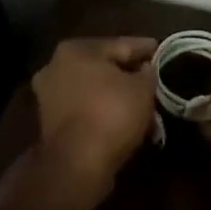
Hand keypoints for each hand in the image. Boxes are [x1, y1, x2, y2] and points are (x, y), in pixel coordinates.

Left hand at [32, 36, 159, 194]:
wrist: (76, 164)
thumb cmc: (111, 113)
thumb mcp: (142, 88)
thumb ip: (148, 72)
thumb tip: (146, 69)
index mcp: (77, 49)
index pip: (120, 44)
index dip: (145, 49)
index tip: (161, 51)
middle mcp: (56, 66)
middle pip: (103, 67)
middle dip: (128, 75)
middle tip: (152, 81)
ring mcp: (49, 95)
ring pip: (94, 90)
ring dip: (116, 96)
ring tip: (142, 106)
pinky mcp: (50, 123)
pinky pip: (85, 109)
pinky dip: (103, 112)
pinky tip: (123, 121)